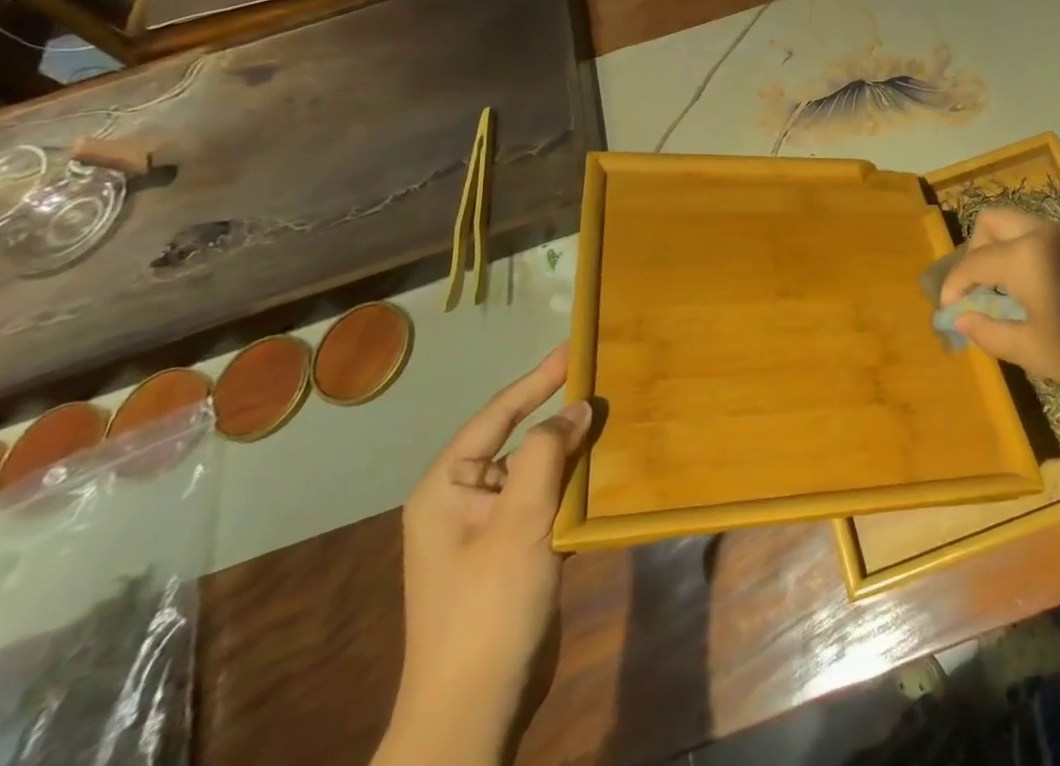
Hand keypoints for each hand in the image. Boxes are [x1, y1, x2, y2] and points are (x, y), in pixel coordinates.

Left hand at [381, 345, 591, 763]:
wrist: (473, 711)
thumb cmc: (487, 607)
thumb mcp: (519, 522)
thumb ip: (547, 454)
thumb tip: (577, 408)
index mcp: (447, 486)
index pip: (498, 413)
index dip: (538, 378)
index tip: (576, 348)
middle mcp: (462, 499)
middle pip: (518, 439)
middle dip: (560, 414)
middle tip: (603, 380)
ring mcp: (486, 528)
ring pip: (536, 470)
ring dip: (571, 450)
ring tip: (612, 419)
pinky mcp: (510, 553)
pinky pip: (544, 501)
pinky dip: (573, 485)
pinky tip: (604, 473)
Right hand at [940, 207, 1059, 413]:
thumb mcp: (1033, 351)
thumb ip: (990, 332)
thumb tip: (962, 319)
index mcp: (1024, 256)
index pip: (973, 262)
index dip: (954, 285)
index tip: (947, 309)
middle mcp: (1043, 234)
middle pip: (992, 220)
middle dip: (974, 248)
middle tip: (974, 286)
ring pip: (1020, 223)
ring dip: (1001, 247)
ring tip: (1001, 289)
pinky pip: (1043, 237)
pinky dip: (1025, 252)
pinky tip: (1033, 289)